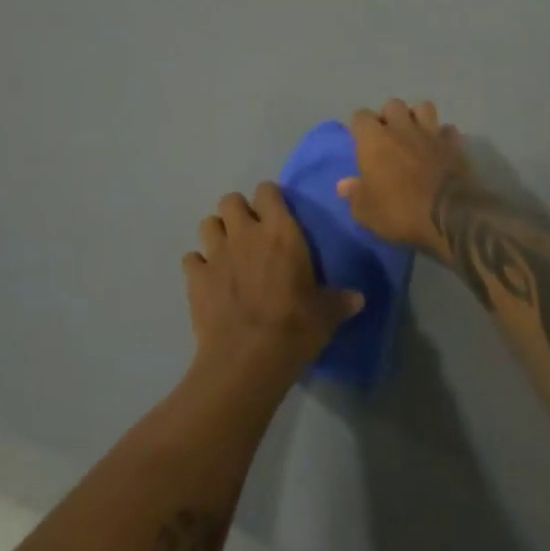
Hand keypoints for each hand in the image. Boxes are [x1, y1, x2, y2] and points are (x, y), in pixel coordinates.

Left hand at [182, 183, 363, 389]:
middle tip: (249, 232)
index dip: (270, 199)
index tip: (276, 213)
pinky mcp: (196, 278)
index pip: (268, 191)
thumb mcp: (326, 314)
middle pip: (230, 200)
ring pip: (207, 223)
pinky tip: (208, 279)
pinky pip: (191, 259)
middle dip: (238, 211)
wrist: (248, 359)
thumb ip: (340, 301)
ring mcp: (216, 254)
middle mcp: (245, 233)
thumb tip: (358, 299)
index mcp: (280, 232)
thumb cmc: (294, 328)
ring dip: (217, 233)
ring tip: (227, 251)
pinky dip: (198, 265)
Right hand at [337, 99, 471, 258]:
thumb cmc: (400, 212)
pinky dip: (443, 136)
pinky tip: (440, 147)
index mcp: (374, 140)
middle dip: (389, 116)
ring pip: (423, 107)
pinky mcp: (455, 144)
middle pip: (392, 105)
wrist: (450, 215)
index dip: (359, 127)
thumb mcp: (367, 212)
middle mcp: (402, 128)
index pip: (360, 116)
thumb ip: (354, 195)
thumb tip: (343, 185)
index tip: (360, 141)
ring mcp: (431, 133)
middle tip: (388, 136)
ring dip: (417, 118)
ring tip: (415, 134)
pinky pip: (448, 130)